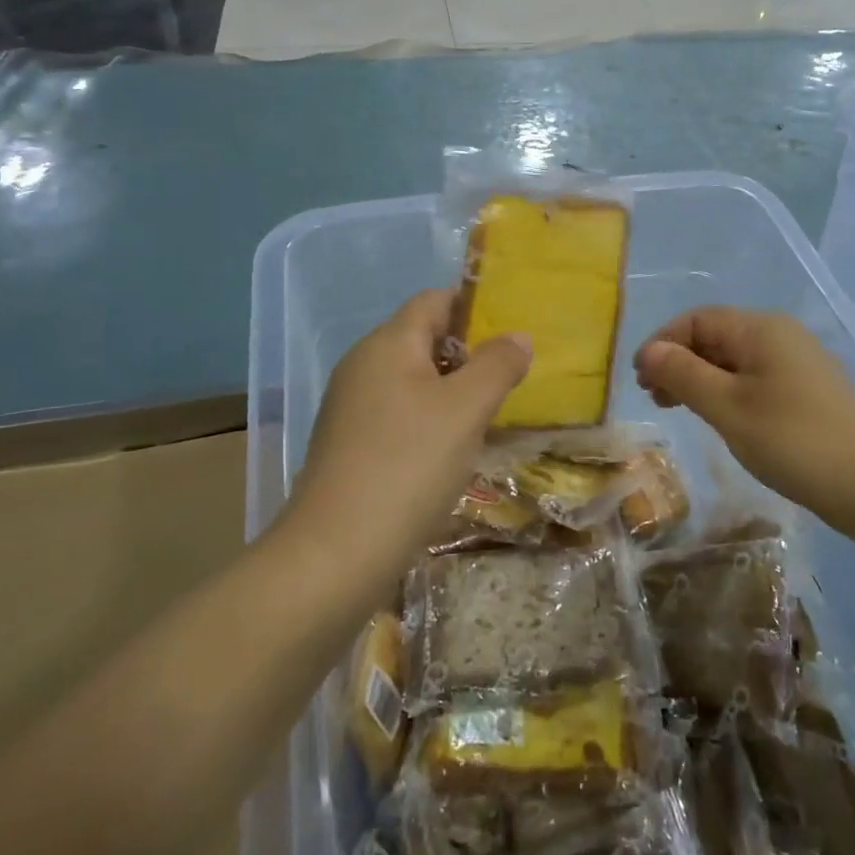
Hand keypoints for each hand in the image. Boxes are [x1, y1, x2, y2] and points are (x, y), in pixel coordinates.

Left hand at [287, 291, 530, 587]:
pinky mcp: (351, 445)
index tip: (514, 329)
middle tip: (512, 375)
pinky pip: (400, 414)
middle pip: (424, 339)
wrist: (336, 553)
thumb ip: (497, 365)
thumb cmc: (408, 465)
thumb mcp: (466, 410)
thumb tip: (518, 336)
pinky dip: (431, 420)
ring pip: (414, 380)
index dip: (475, 307)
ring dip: (453, 390)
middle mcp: (364, 366)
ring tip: (493, 412)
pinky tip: (455, 449)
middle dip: (470, 352)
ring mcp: (353, 407)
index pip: (434, 301)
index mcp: (387, 344)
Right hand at [634, 308, 854, 533]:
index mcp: (760, 329)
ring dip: (699, 378)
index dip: (662, 344)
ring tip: (678, 409)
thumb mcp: (728, 408)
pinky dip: (726, 390)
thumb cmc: (793, 440)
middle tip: (653, 397)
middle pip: (715, 336)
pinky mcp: (807, 389)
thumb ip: (684, 375)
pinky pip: (754, 377)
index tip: (640, 380)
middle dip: (678, 361)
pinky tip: (720, 417)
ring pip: (733, 359)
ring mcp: (797, 362)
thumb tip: (649, 351)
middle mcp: (779, 335)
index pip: (697, 320)